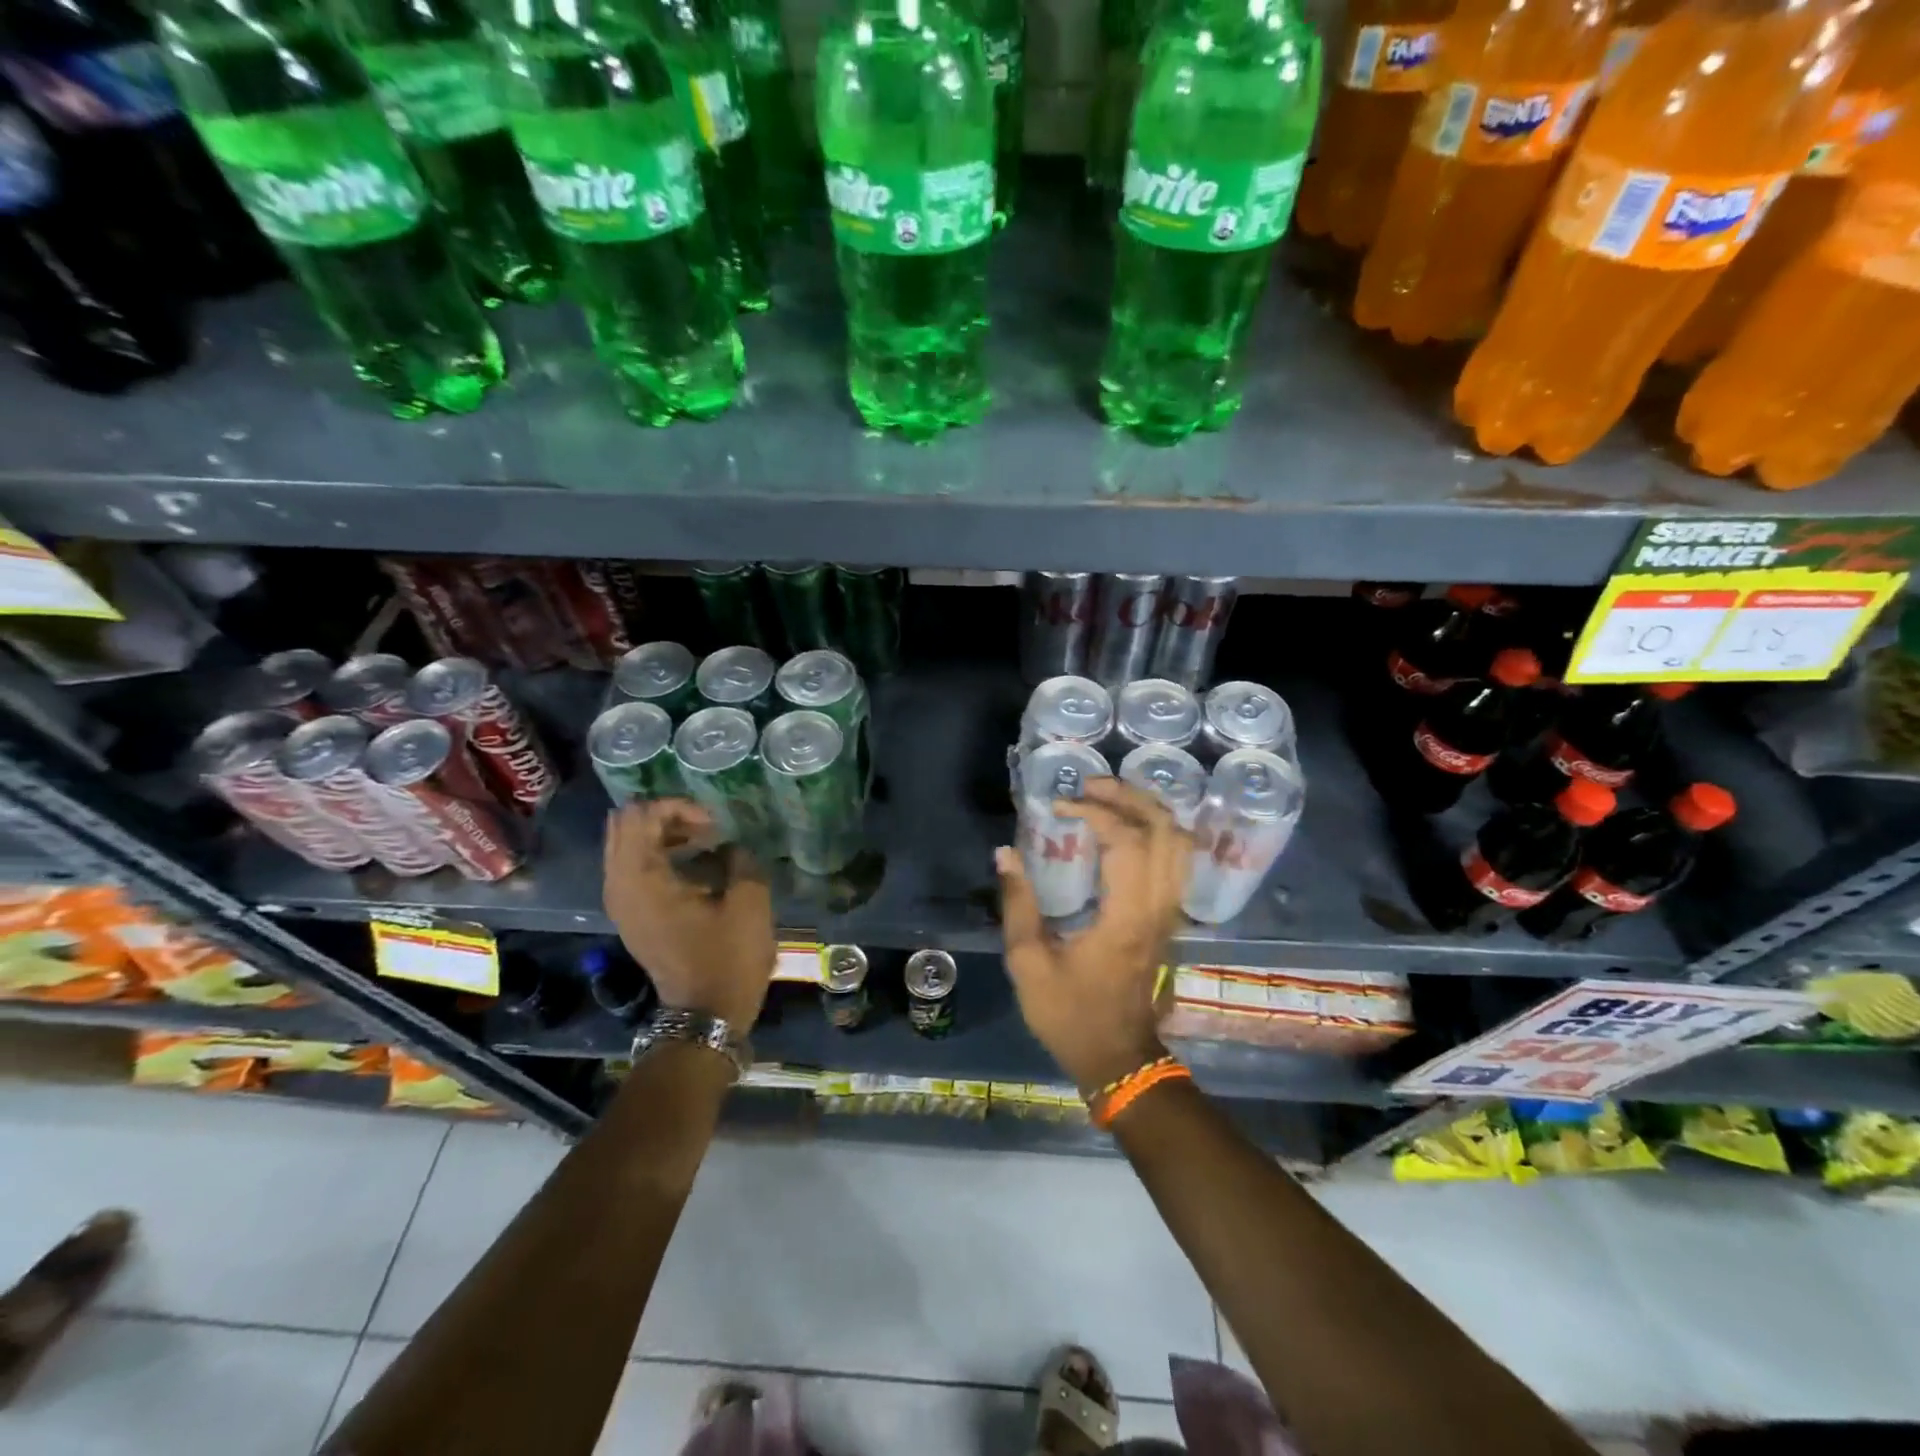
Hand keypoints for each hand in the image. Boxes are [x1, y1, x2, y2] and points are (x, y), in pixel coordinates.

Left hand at [603, 800, 776, 1028]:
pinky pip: (634, 866)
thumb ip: (740, 860)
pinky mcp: (632, 915)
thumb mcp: (749, 903)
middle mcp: (619, 886)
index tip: (714, 826)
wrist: (705, 1016)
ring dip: (663, 835)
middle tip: (705, 828)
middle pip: (625, 824)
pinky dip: (660, 855)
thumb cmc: (728, 959)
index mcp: (641, 879)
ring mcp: (622, 902)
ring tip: (704, 842)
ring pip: (628, 845)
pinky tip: (695, 864)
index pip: (641, 815)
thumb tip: (730, 848)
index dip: (680, 808)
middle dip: (665, 816)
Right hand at [998, 778, 1188, 1093]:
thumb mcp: (1029, 964)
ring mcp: (1171, 913)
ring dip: (1148, 809)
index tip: (1060, 806)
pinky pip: (1177, 860)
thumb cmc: (1071, 1015)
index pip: (1127, 841)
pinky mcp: (1171, 919)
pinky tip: (1128, 827)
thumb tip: (1005, 853)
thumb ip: (1017, 904)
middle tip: (1091, 785)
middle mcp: (1159, 908)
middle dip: (1129, 796)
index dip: (1095, 811)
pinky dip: (1157, 831)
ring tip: (1110, 797)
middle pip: (1166, 830)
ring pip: (1180, 843)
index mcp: (1127, 917)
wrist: (1120, 1060)